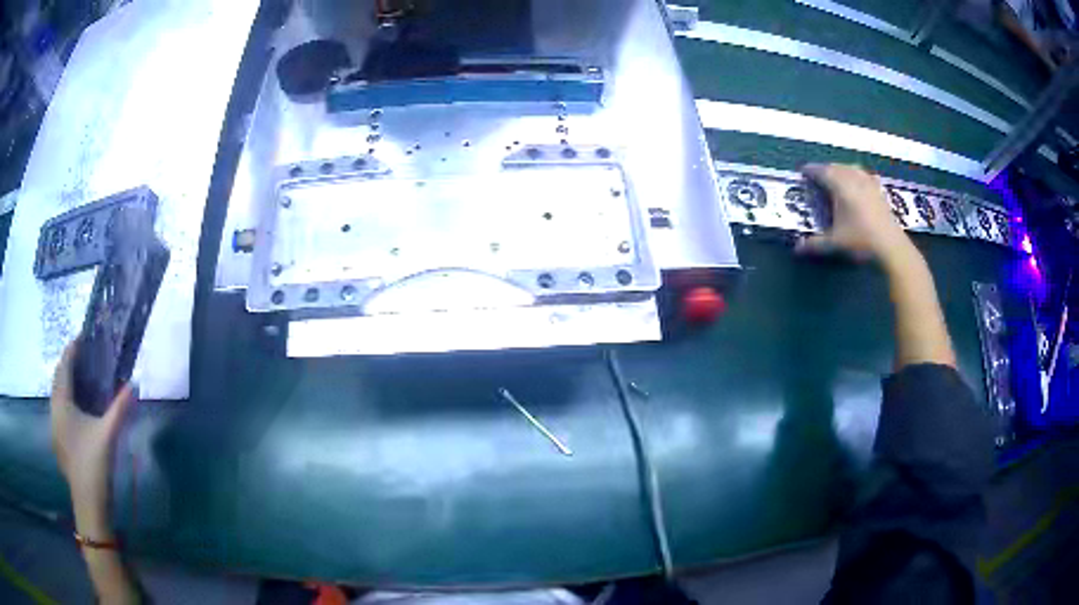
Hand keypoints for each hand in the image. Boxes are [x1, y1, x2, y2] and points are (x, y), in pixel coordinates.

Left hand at [51, 340, 135, 538]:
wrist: (89, 505)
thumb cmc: (95, 465)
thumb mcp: (109, 435)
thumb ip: (120, 408)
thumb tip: (135, 383)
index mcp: (62, 403)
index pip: (64, 366)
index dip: (72, 350)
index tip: (82, 337)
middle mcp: (54, 410)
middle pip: (57, 378)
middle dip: (67, 364)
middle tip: (81, 357)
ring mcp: (54, 427)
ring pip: (56, 395)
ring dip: (65, 382)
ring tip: (78, 379)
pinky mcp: (58, 442)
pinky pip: (58, 410)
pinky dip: (65, 400)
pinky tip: (75, 410)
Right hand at [796, 163, 913, 264]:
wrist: (891, 247)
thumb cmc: (861, 241)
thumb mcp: (835, 243)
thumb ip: (815, 244)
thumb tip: (796, 248)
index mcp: (840, 187)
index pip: (822, 172)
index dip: (811, 170)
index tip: (803, 171)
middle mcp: (854, 180)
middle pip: (836, 167)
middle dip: (825, 169)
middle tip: (817, 175)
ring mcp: (868, 184)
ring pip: (851, 168)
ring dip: (841, 169)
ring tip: (836, 175)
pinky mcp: (879, 191)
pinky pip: (865, 175)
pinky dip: (857, 174)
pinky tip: (859, 180)